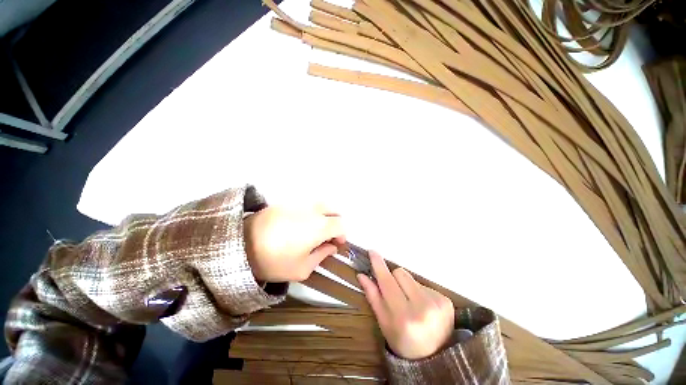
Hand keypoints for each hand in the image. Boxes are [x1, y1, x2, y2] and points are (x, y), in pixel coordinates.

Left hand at [244, 206, 344, 281]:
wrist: (241, 247)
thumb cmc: (275, 262)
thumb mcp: (302, 269)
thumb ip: (321, 256)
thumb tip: (331, 247)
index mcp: (318, 226)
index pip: (340, 224)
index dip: (342, 235)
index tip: (336, 245)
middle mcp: (309, 210)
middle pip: (331, 209)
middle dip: (334, 222)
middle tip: (327, 237)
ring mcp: (293, 204)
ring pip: (316, 205)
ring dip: (320, 216)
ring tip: (311, 233)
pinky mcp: (279, 203)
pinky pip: (300, 205)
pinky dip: (305, 214)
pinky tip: (295, 228)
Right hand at [358, 251, 454, 359]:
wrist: (433, 354)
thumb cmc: (402, 342)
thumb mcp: (384, 325)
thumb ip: (374, 299)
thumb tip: (363, 276)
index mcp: (403, 316)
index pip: (388, 283)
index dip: (379, 266)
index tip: (373, 252)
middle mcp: (422, 306)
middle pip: (402, 274)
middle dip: (393, 279)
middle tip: (392, 293)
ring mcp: (437, 302)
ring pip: (414, 280)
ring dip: (408, 288)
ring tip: (409, 305)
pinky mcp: (447, 300)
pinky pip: (427, 287)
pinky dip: (420, 294)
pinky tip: (422, 308)